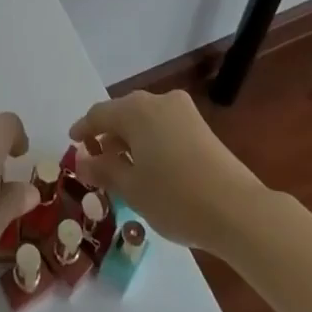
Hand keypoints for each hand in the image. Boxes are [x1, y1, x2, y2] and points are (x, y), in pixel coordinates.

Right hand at [69, 90, 270, 254]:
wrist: (238, 210)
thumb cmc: (176, 198)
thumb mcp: (132, 189)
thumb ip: (104, 170)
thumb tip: (82, 160)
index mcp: (135, 110)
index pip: (99, 114)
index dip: (83, 129)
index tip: (73, 143)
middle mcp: (158, 101)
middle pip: (123, 114)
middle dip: (108, 135)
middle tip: (98, 160)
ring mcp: (183, 112)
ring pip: (146, 121)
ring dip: (131, 140)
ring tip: (125, 168)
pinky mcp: (201, 127)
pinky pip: (165, 128)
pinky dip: (152, 143)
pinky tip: (152, 169)